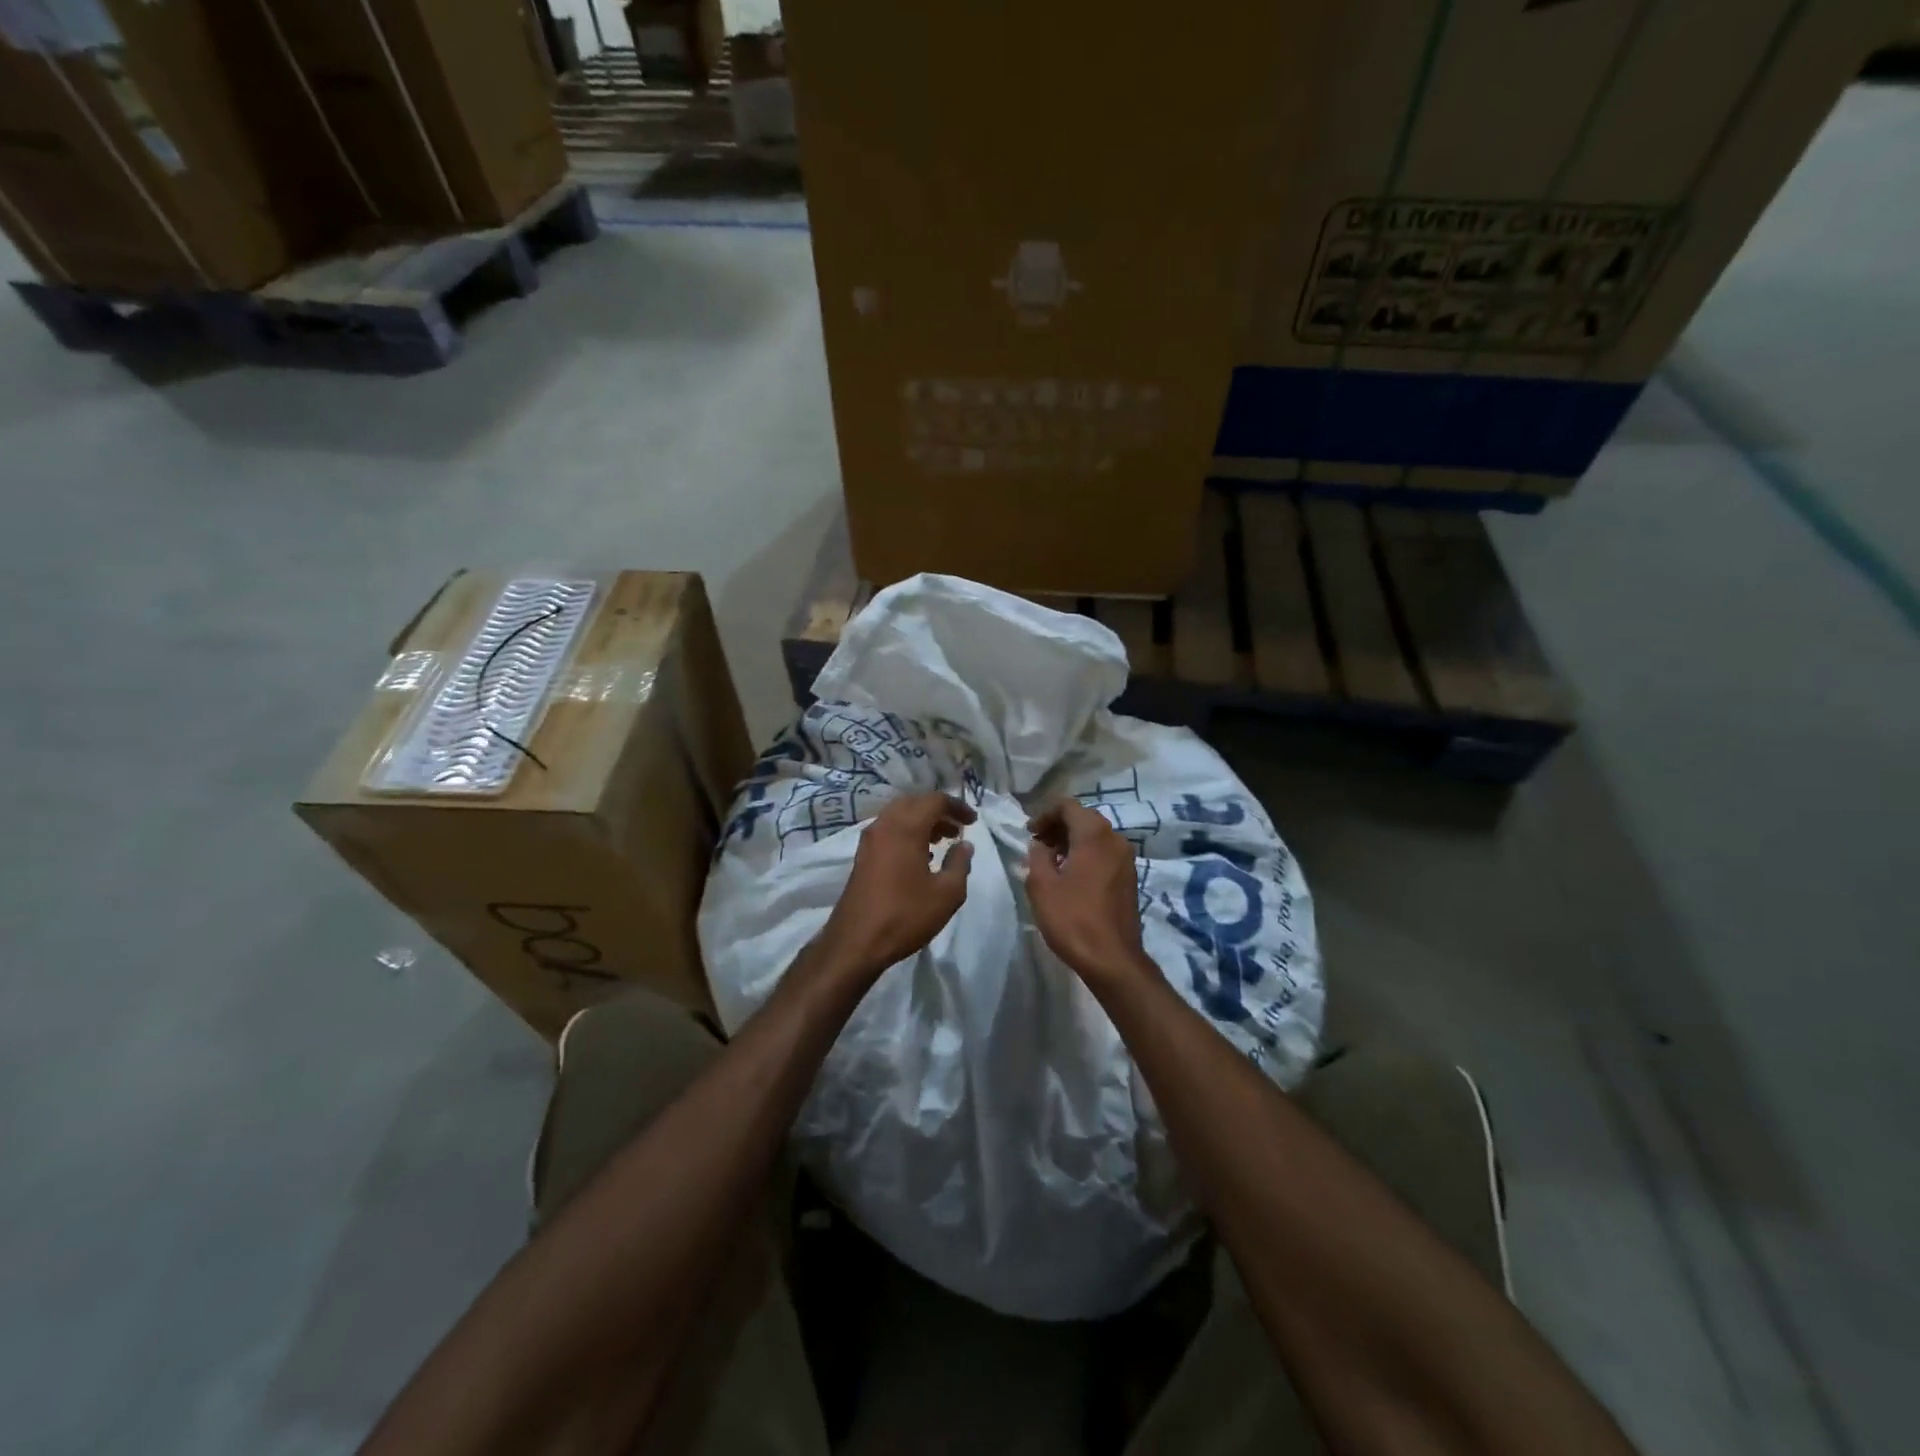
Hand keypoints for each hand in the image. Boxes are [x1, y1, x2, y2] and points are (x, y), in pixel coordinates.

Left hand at [814, 792, 976, 981]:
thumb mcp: (946, 894)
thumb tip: (964, 846)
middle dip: (938, 811)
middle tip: (957, 829)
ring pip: (899, 816)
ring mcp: (869, 840)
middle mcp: (885, 825)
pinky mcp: (862, 856)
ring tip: (943, 841)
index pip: (935, 800)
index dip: (957, 807)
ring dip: (922, 821)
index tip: (973, 822)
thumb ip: (960, 864)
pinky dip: (907, 832)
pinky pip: (888, 831)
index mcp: (906, 827)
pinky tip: (920, 856)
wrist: (856, 942)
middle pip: (914, 803)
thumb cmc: (905, 915)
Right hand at [1026, 800, 1147, 984]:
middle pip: (1084, 818)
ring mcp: (1126, 858)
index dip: (1045, 814)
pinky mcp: (1129, 877)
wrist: (1112, 959)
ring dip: (1071, 841)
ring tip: (1050, 861)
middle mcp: (1115, 839)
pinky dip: (1086, 854)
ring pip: (1095, 836)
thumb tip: (1040, 845)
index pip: (1068, 806)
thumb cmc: (1073, 919)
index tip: (1029, 833)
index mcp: (1094, 835)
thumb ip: (1037, 856)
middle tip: (1037, 845)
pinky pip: (1104, 852)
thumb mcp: (1042, 886)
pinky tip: (1070, 875)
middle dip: (1058, 826)